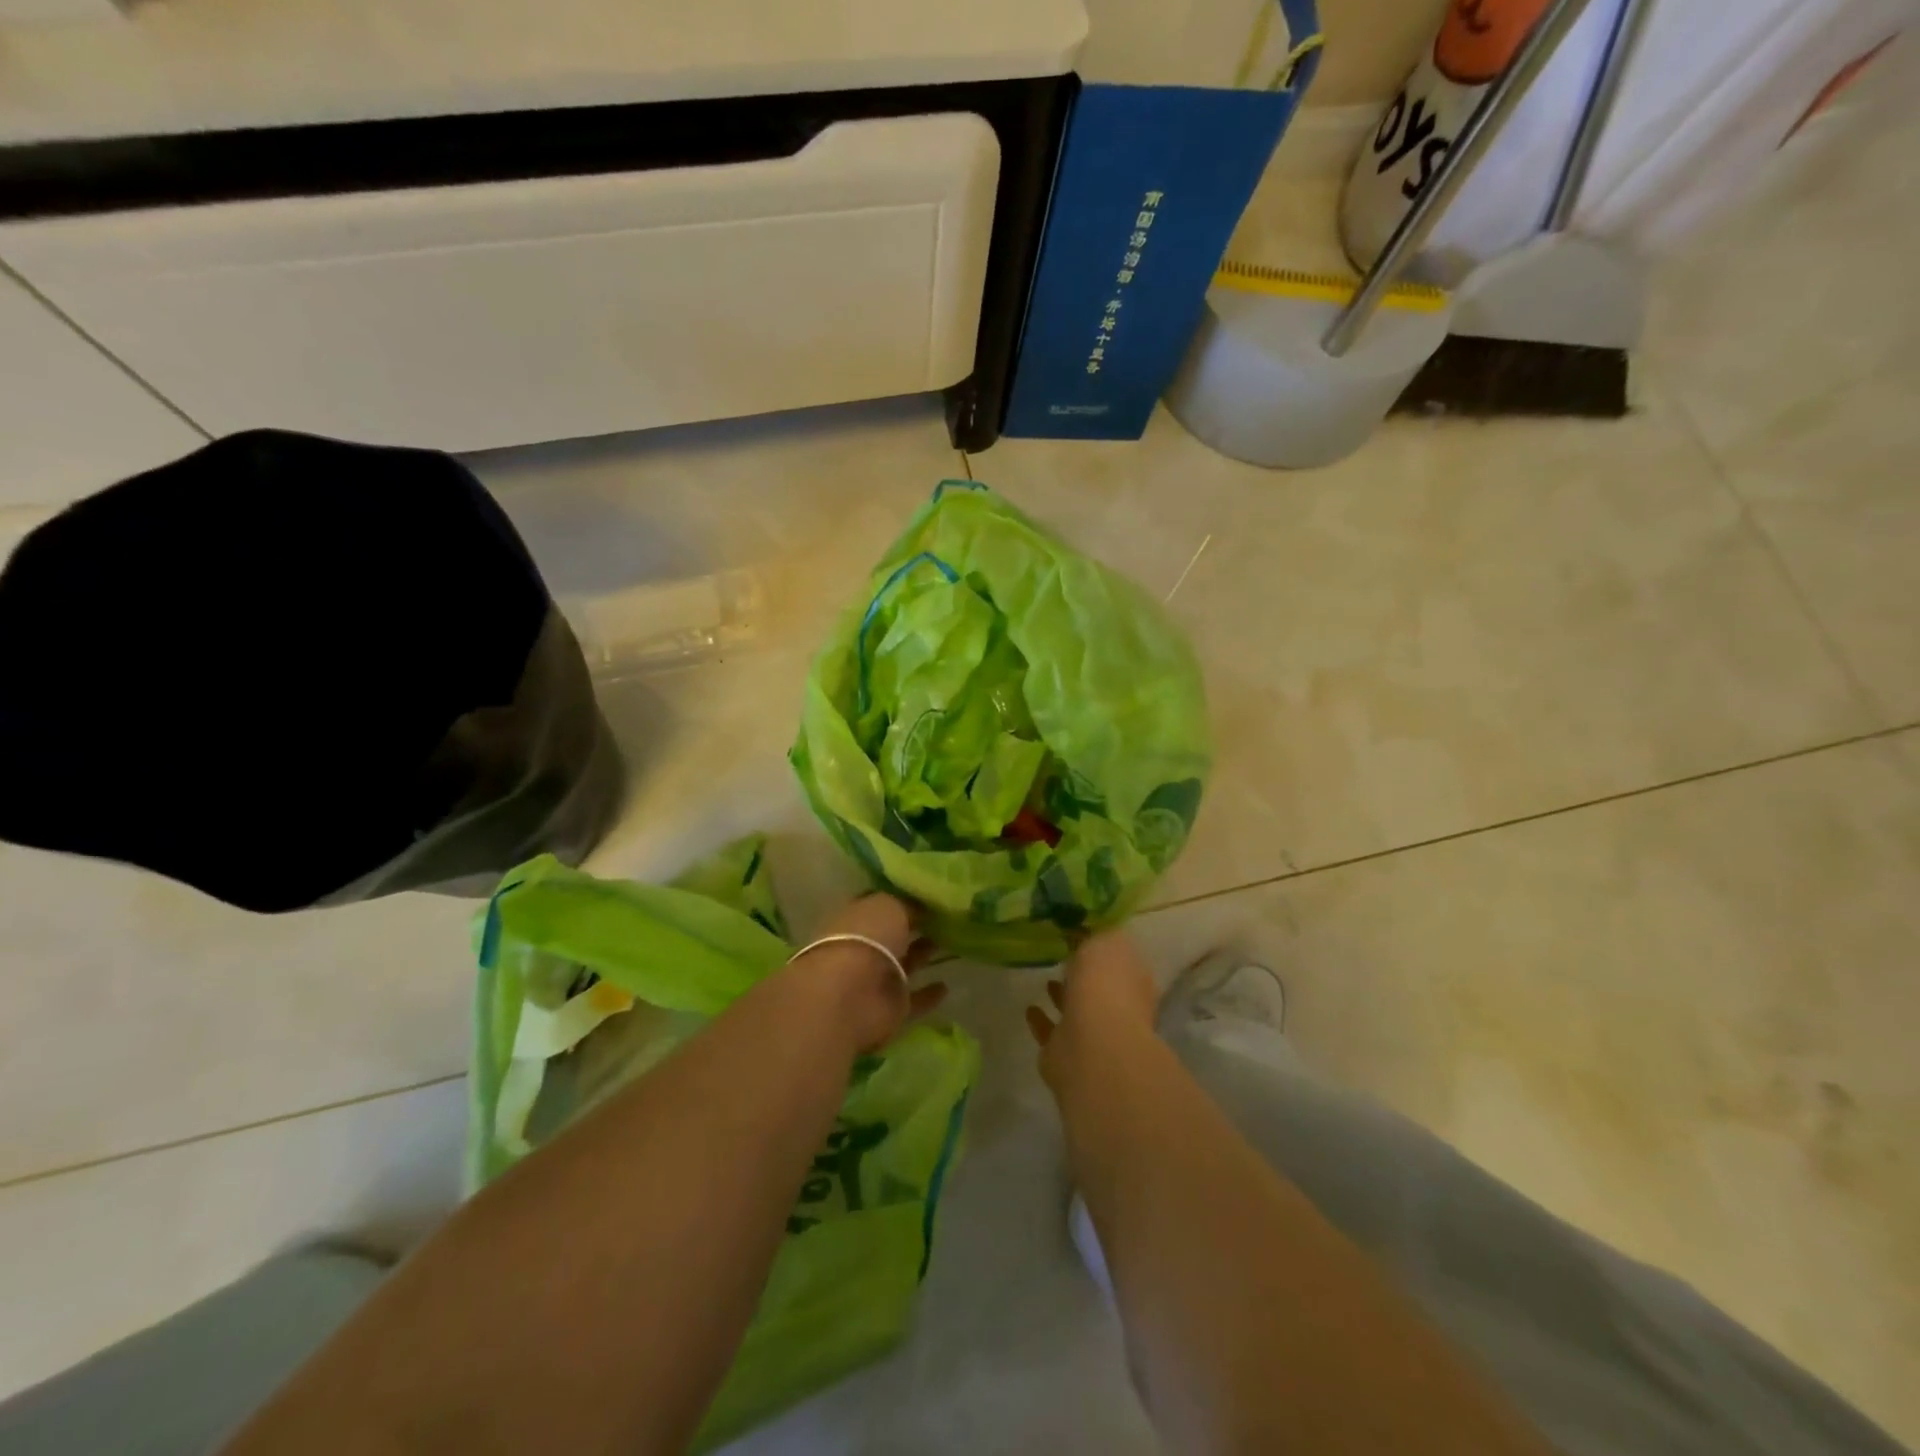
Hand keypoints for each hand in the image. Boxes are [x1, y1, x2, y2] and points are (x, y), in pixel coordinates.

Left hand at [789, 894, 946, 1052]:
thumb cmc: (866, 938)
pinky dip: (928, 994)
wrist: (851, 995)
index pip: (881, 905)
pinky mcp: (890, 1008)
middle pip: (894, 935)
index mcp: (857, 918)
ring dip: (924, 955)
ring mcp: (876, 980)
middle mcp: (865, 947)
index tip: (930, 895)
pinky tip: (946, 986)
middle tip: (947, 918)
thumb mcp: (890, 906)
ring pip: (905, 964)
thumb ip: (907, 904)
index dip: (902, 900)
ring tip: (953, 944)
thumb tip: (921, 906)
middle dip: (915, 927)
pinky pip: (914, 999)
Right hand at [1025, 929, 1157, 1090]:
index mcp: (1134, 980)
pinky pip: (1052, 1031)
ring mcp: (1094, 1033)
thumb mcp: (1106, 940)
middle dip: (1083, 973)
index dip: (1103, 947)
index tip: (1082, 934)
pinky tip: (1030, 1008)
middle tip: (1062, 956)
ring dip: (1063, 996)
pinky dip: (1042, 1021)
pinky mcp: (1066, 1053)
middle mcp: (1119, 1008)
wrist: (1092, 1046)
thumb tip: (1088, 930)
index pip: (1120, 959)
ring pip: (1077, 1010)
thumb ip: (1097, 933)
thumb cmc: (1105, 986)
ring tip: (1045, 978)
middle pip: (1100, 986)